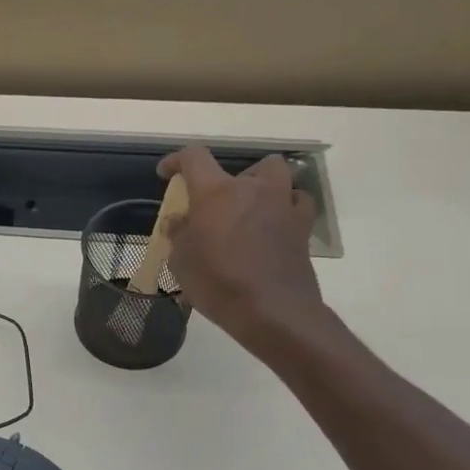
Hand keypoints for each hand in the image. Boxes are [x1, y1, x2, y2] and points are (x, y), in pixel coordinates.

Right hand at [158, 147, 326, 356]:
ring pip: (279, 175)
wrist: (271, 311)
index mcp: (216, 192)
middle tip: (219, 202)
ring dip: (264, 186)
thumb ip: (178, 234)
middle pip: (249, 164)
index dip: (177, 160)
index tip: (167, 173)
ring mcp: (283, 206)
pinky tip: (273, 225)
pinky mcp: (302, 228)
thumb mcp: (181, 261)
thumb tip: (179, 221)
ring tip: (250, 208)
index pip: (194, 157)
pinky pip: (297, 203)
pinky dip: (285, 207)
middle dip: (232, 177)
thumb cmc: (217, 282)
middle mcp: (253, 189)